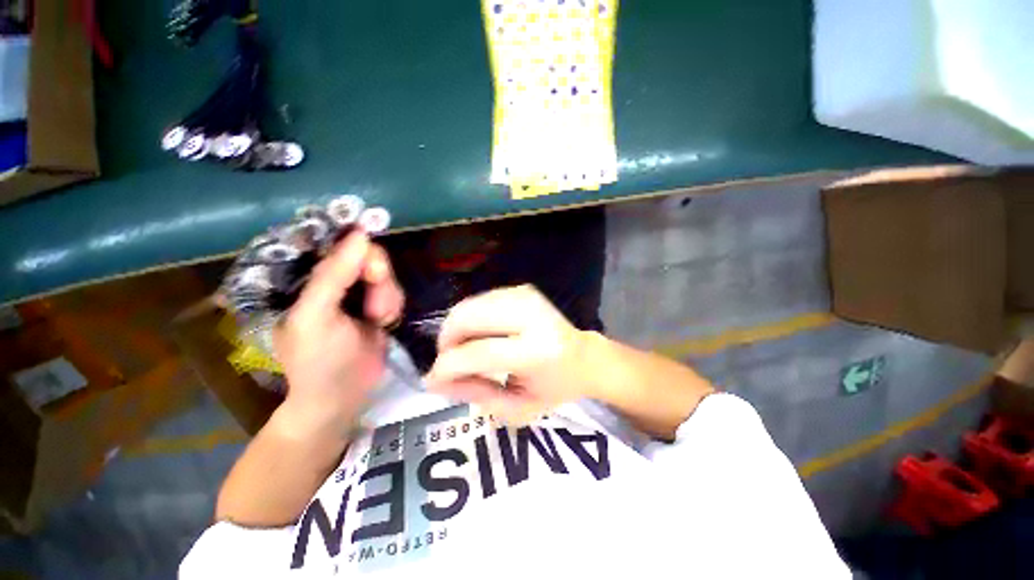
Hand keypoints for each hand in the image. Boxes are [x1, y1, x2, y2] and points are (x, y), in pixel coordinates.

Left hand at [273, 232, 403, 428]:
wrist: (343, 396)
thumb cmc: (318, 360)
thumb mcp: (317, 317)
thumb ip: (333, 276)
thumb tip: (361, 235)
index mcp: (304, 278)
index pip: (335, 243)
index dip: (359, 248)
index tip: (373, 271)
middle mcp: (332, 278)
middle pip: (368, 256)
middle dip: (378, 282)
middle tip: (374, 308)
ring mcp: (356, 291)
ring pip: (385, 275)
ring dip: (387, 299)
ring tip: (378, 321)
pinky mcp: (376, 303)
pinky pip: (394, 291)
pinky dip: (393, 307)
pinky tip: (384, 324)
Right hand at [425, 285, 591, 424]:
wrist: (583, 357)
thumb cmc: (554, 388)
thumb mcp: (518, 408)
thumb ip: (476, 394)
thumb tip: (435, 380)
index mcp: (538, 352)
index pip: (479, 353)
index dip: (448, 366)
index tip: (432, 379)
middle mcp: (532, 316)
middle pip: (469, 317)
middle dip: (447, 340)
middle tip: (449, 360)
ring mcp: (527, 296)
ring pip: (470, 305)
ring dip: (457, 329)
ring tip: (463, 349)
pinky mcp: (523, 289)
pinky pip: (481, 300)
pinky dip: (471, 318)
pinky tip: (479, 334)